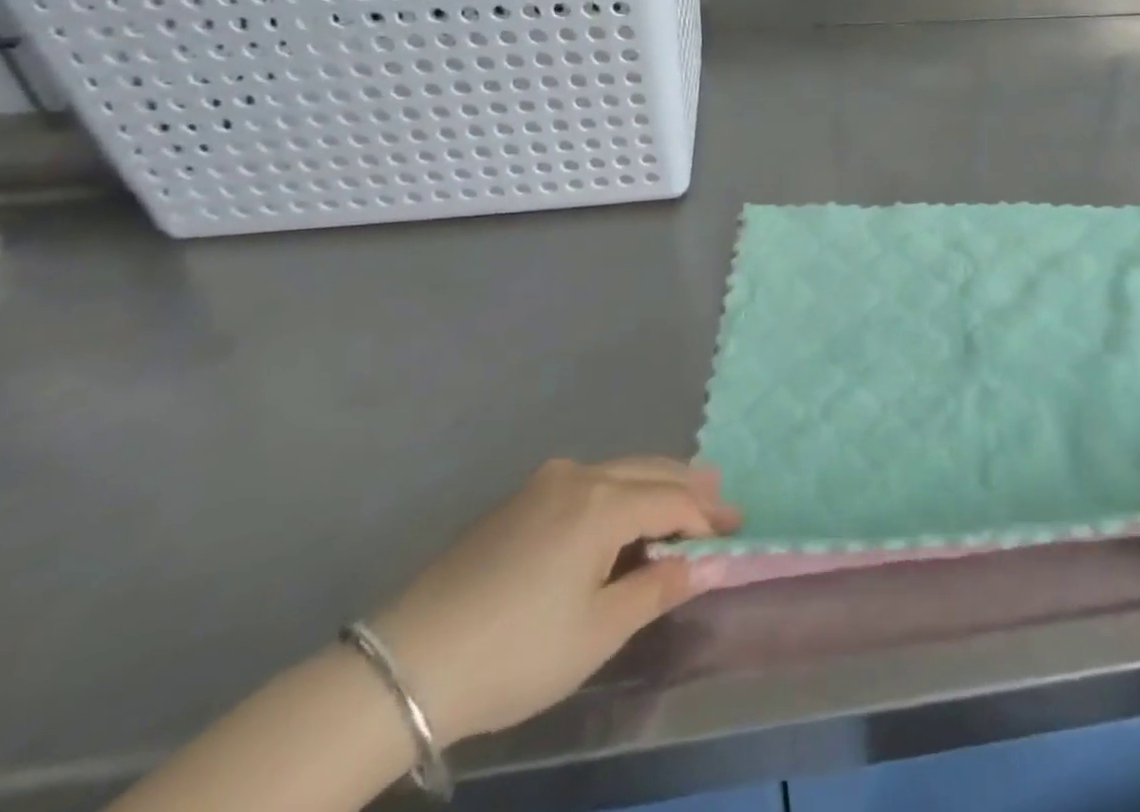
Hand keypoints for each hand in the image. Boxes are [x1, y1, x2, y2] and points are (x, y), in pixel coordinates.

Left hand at [367, 457, 738, 744]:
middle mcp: (577, 475)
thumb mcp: (599, 630)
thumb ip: (660, 587)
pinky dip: (620, 490)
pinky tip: (624, 511)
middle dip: (689, 487)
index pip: (672, 501)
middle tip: (723, 501)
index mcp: (601, 503)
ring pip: (618, 471)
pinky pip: (587, 481)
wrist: (404, 668)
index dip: (706, 519)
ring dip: (655, 484)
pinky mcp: (517, 500)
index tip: (736, 534)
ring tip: (685, 496)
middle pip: (649, 471)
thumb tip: (709, 563)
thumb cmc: (516, 653)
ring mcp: (543, 482)